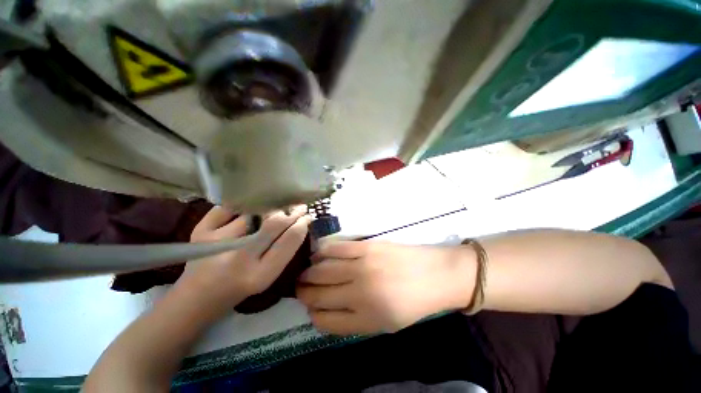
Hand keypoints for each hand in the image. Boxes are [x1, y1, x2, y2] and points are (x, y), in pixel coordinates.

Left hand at [179, 205, 310, 311]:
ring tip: (271, 212)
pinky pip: (230, 207)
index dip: (301, 224)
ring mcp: (216, 242)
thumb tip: (300, 223)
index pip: (289, 240)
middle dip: (291, 212)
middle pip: (274, 223)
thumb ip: (284, 251)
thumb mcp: (268, 276)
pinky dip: (242, 206)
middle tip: (299, 206)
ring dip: (268, 209)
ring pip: (254, 212)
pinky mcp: (200, 231)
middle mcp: (238, 258)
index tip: (308, 217)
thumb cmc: (239, 289)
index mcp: (259, 275)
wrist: (196, 297)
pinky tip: (246, 211)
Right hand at [296, 241, 475, 334]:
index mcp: (365, 319)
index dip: (312, 314)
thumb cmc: (412, 303)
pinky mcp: (366, 246)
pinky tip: (317, 254)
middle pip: (317, 294)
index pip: (323, 320)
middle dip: (304, 291)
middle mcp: (359, 293)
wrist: (436, 274)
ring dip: (308, 272)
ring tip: (305, 271)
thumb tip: (324, 310)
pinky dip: (321, 252)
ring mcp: (362, 266)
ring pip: (321, 270)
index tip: (310, 307)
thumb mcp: (384, 324)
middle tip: (300, 286)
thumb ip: (353, 320)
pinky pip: (335, 249)